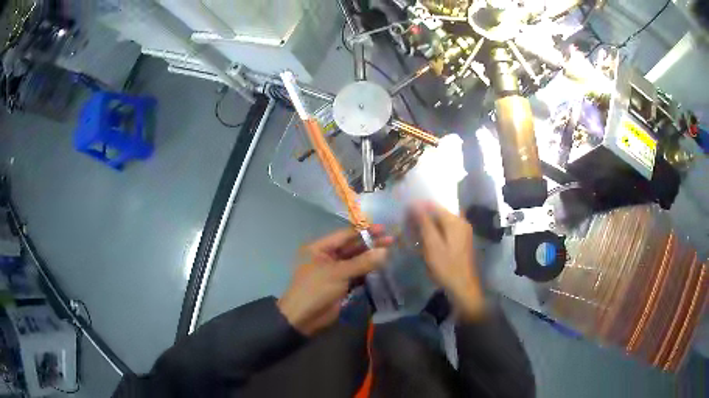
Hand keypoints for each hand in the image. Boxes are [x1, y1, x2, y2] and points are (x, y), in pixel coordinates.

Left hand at [277, 225, 392, 335]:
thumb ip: (362, 262)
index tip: (383, 229)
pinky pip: (356, 274)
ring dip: (370, 258)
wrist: (304, 318)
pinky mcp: (341, 285)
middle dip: (370, 244)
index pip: (345, 235)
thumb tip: (385, 251)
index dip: (364, 231)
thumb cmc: (316, 289)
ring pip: (355, 261)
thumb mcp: (338, 273)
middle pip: (351, 247)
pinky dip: (367, 271)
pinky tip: (381, 267)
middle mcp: (326, 257)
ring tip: (390, 252)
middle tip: (392, 240)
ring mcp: (334, 271)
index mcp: (319, 248)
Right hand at [411, 202, 485, 319]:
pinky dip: (434, 232)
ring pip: (441, 222)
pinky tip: (425, 240)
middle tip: (406, 224)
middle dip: (422, 216)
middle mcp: (461, 222)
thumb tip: (415, 204)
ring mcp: (463, 232)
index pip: (434, 205)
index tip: (403, 213)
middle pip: (439, 213)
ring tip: (413, 232)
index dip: (418, 207)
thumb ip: (424, 223)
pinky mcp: (461, 241)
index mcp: (455, 221)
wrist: (463, 287)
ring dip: (427, 225)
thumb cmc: (446, 267)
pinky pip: (445, 230)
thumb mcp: (432, 245)